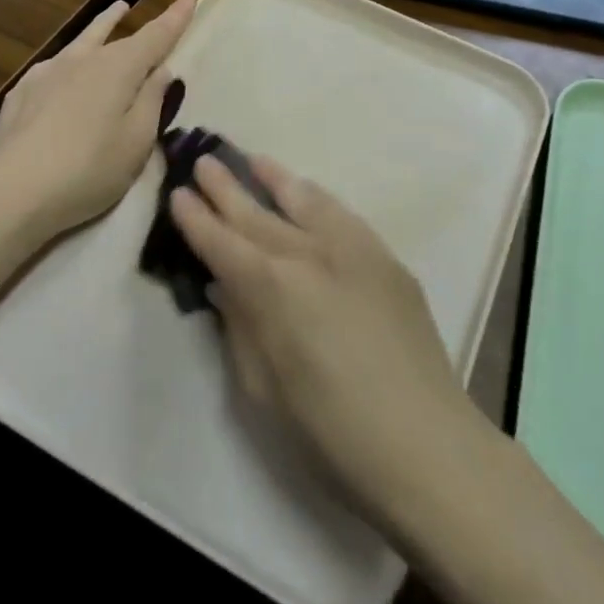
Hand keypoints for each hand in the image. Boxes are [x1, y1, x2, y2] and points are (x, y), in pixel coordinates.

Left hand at [0, 0, 194, 244]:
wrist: (10, 192)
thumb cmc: (88, 170)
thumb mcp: (136, 143)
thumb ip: (151, 102)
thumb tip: (160, 71)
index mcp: (118, 68)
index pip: (155, 36)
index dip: (175, 18)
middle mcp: (82, 60)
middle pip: (113, 33)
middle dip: (130, 21)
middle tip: (137, 8)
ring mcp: (46, 73)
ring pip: (81, 41)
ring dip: (100, 26)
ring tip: (113, 12)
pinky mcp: (21, 94)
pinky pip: (54, 66)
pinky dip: (69, 60)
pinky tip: (64, 71)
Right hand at [171, 155, 479, 524]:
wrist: (425, 443)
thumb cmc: (331, 432)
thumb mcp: (264, 389)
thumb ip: (241, 327)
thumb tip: (227, 287)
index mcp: (273, 289)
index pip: (223, 244)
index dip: (197, 220)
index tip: (178, 194)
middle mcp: (309, 254)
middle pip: (258, 214)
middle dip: (226, 189)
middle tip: (203, 162)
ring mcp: (352, 249)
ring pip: (303, 200)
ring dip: (274, 179)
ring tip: (251, 160)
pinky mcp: (385, 258)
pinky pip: (342, 214)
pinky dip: (316, 198)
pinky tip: (307, 192)